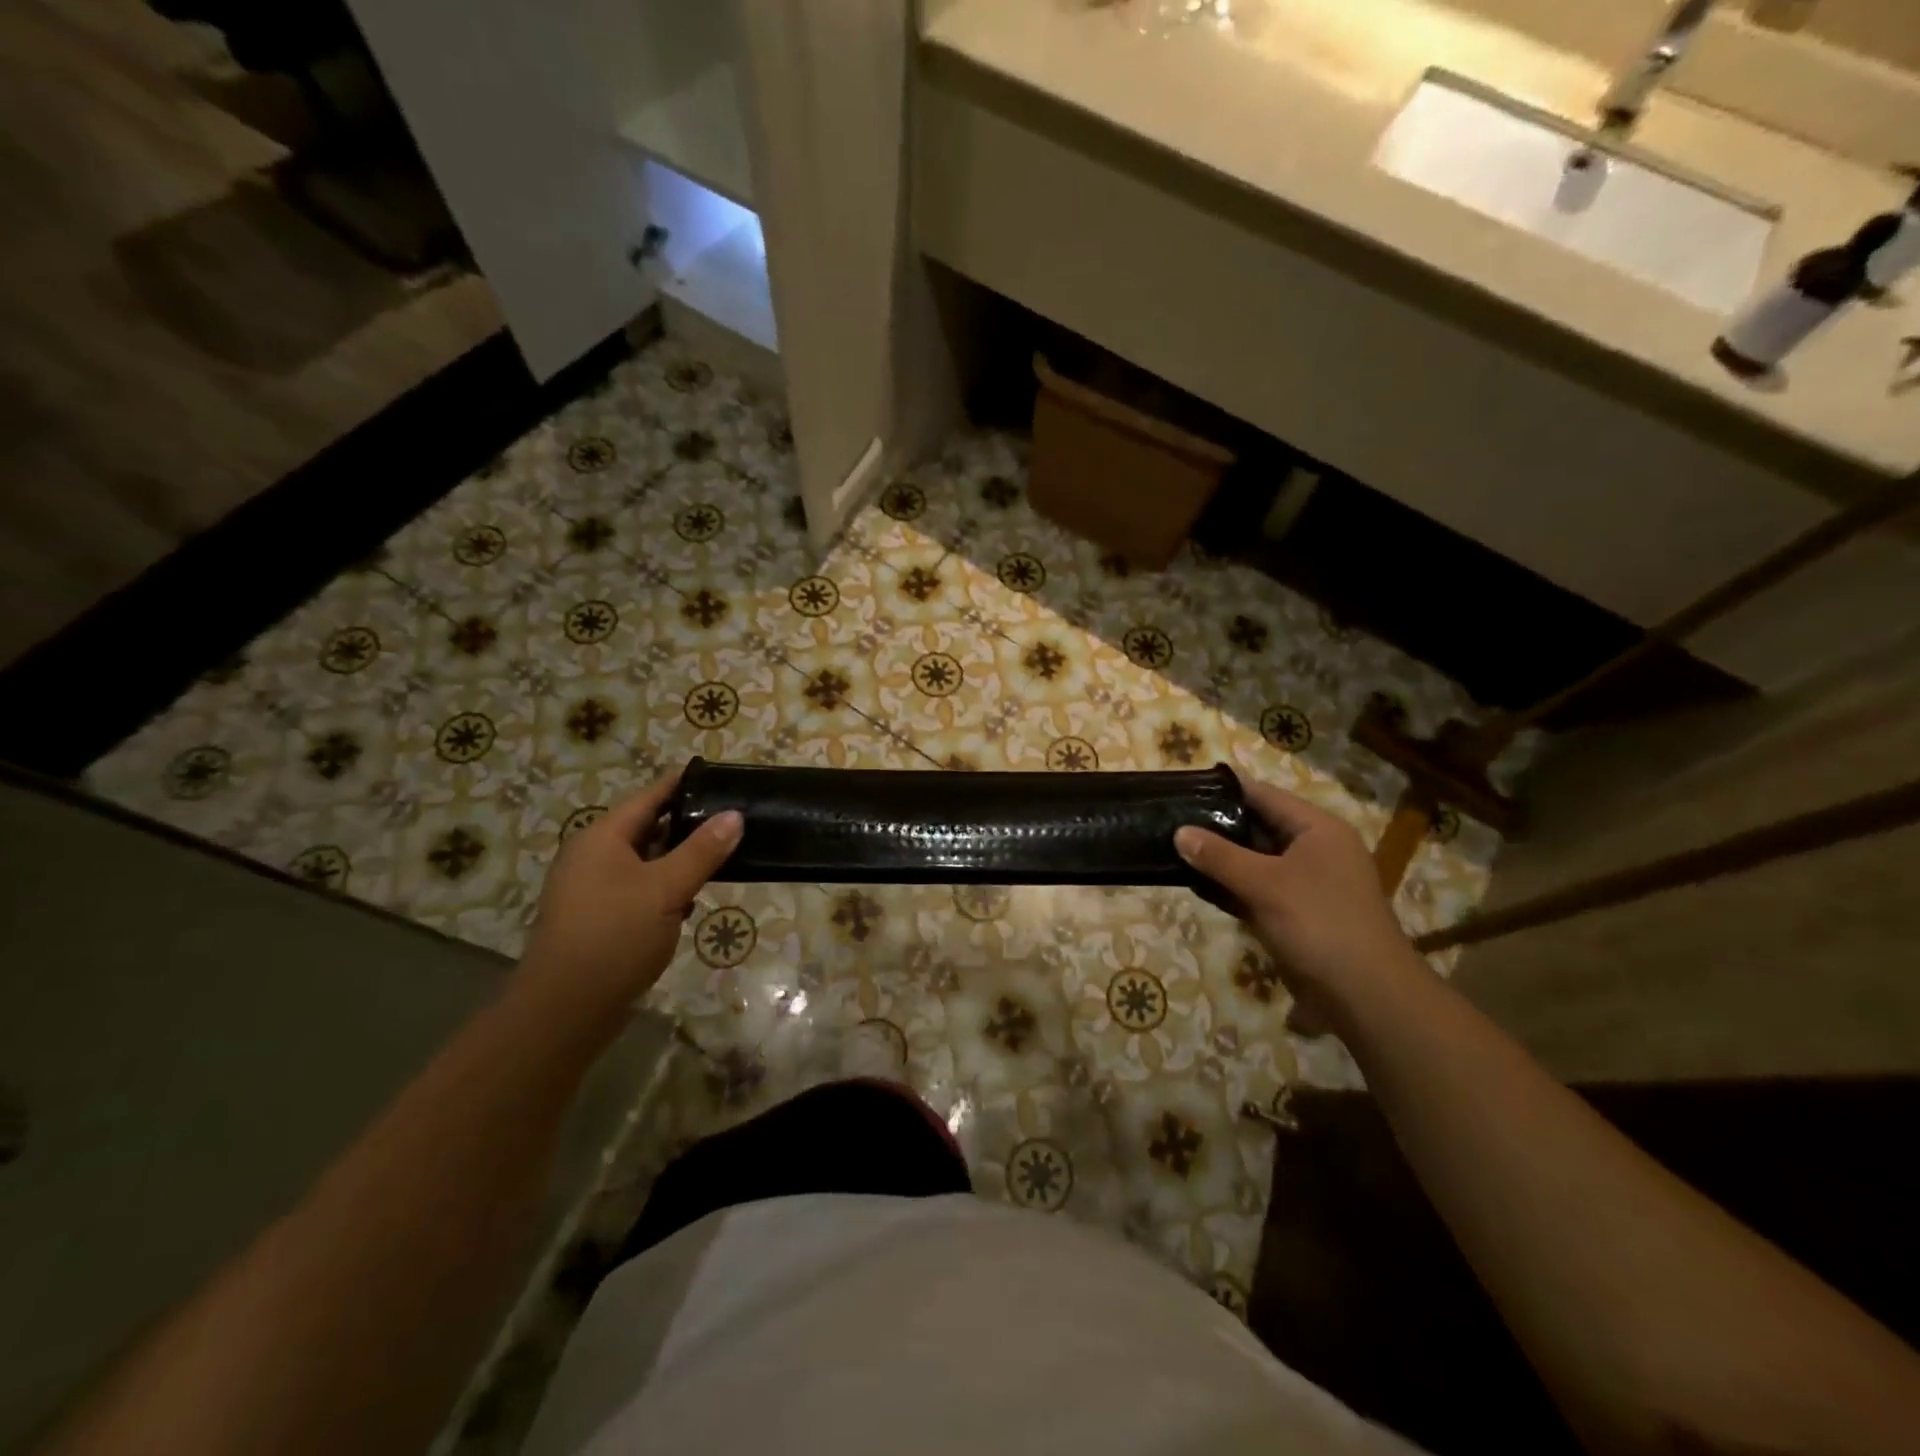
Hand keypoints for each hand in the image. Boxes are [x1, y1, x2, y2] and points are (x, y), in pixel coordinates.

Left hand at [521, 769, 741, 1005]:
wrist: (565, 1009)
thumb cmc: (615, 936)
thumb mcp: (666, 889)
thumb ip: (702, 850)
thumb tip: (734, 815)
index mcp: (602, 837)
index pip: (649, 797)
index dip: (683, 784)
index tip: (719, 777)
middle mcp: (593, 856)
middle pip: (647, 827)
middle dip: (688, 824)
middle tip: (733, 818)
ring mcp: (593, 889)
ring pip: (645, 861)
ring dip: (679, 860)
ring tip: (723, 856)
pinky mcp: (600, 918)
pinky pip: (639, 888)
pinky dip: (666, 888)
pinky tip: (692, 900)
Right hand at [1175, 776, 1421, 1018]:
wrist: (1364, 995)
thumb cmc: (1318, 924)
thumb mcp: (1264, 885)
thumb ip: (1219, 856)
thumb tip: (1179, 832)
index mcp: (1318, 829)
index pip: (1264, 795)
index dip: (1224, 790)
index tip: (1183, 788)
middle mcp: (1315, 849)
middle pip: (1258, 826)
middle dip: (1216, 826)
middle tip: (1171, 820)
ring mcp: (1307, 883)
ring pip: (1255, 860)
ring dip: (1220, 859)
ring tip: (1174, 849)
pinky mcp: (1297, 912)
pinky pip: (1257, 889)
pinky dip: (1231, 887)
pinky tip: (1196, 885)